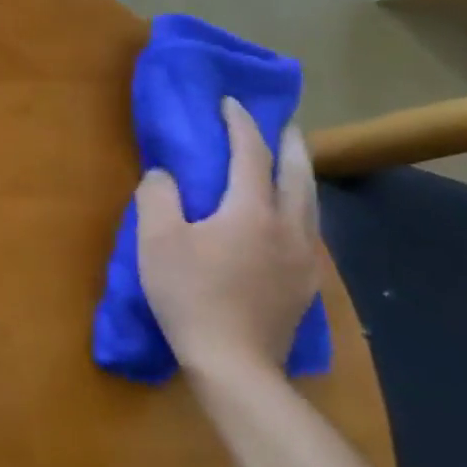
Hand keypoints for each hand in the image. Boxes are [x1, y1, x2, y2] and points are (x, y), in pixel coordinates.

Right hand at [135, 97, 319, 380]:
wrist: (234, 362)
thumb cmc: (189, 294)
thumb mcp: (156, 240)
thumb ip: (158, 197)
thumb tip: (164, 175)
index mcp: (251, 210)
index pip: (250, 154)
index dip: (240, 124)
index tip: (230, 103)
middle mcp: (288, 226)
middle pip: (297, 174)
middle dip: (289, 144)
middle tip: (284, 124)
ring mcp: (304, 257)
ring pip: (310, 203)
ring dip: (299, 175)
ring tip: (288, 165)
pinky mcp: (305, 284)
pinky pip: (308, 230)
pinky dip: (298, 208)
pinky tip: (286, 218)